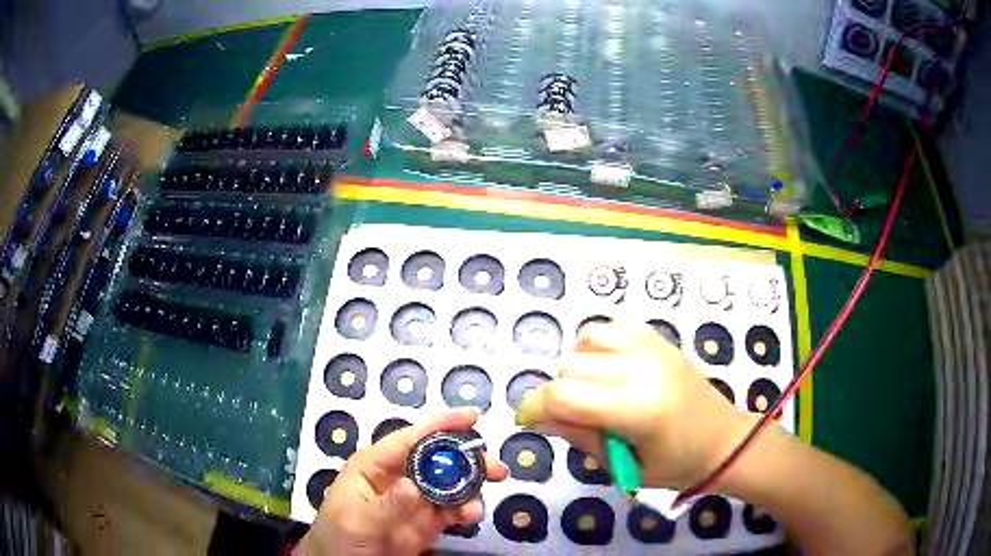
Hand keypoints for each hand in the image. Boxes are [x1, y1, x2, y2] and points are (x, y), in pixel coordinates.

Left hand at [298, 407, 508, 555]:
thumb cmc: (339, 535)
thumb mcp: (357, 519)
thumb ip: (388, 504)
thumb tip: (416, 487)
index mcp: (376, 465)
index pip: (410, 438)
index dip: (441, 424)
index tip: (473, 417)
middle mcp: (399, 476)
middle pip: (438, 459)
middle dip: (467, 459)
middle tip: (496, 469)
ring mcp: (416, 500)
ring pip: (451, 484)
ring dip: (471, 489)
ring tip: (478, 507)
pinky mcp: (428, 521)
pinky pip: (453, 509)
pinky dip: (466, 510)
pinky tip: (471, 517)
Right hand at [516, 321, 751, 489]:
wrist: (723, 441)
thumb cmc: (676, 465)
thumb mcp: (624, 466)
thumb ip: (579, 437)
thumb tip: (538, 418)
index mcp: (636, 409)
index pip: (563, 396)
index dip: (534, 408)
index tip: (527, 421)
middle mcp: (642, 368)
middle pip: (569, 367)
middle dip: (558, 395)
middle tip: (574, 419)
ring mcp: (652, 347)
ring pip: (585, 342)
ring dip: (577, 368)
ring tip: (592, 393)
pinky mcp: (658, 339)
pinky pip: (610, 327)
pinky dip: (597, 346)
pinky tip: (608, 369)